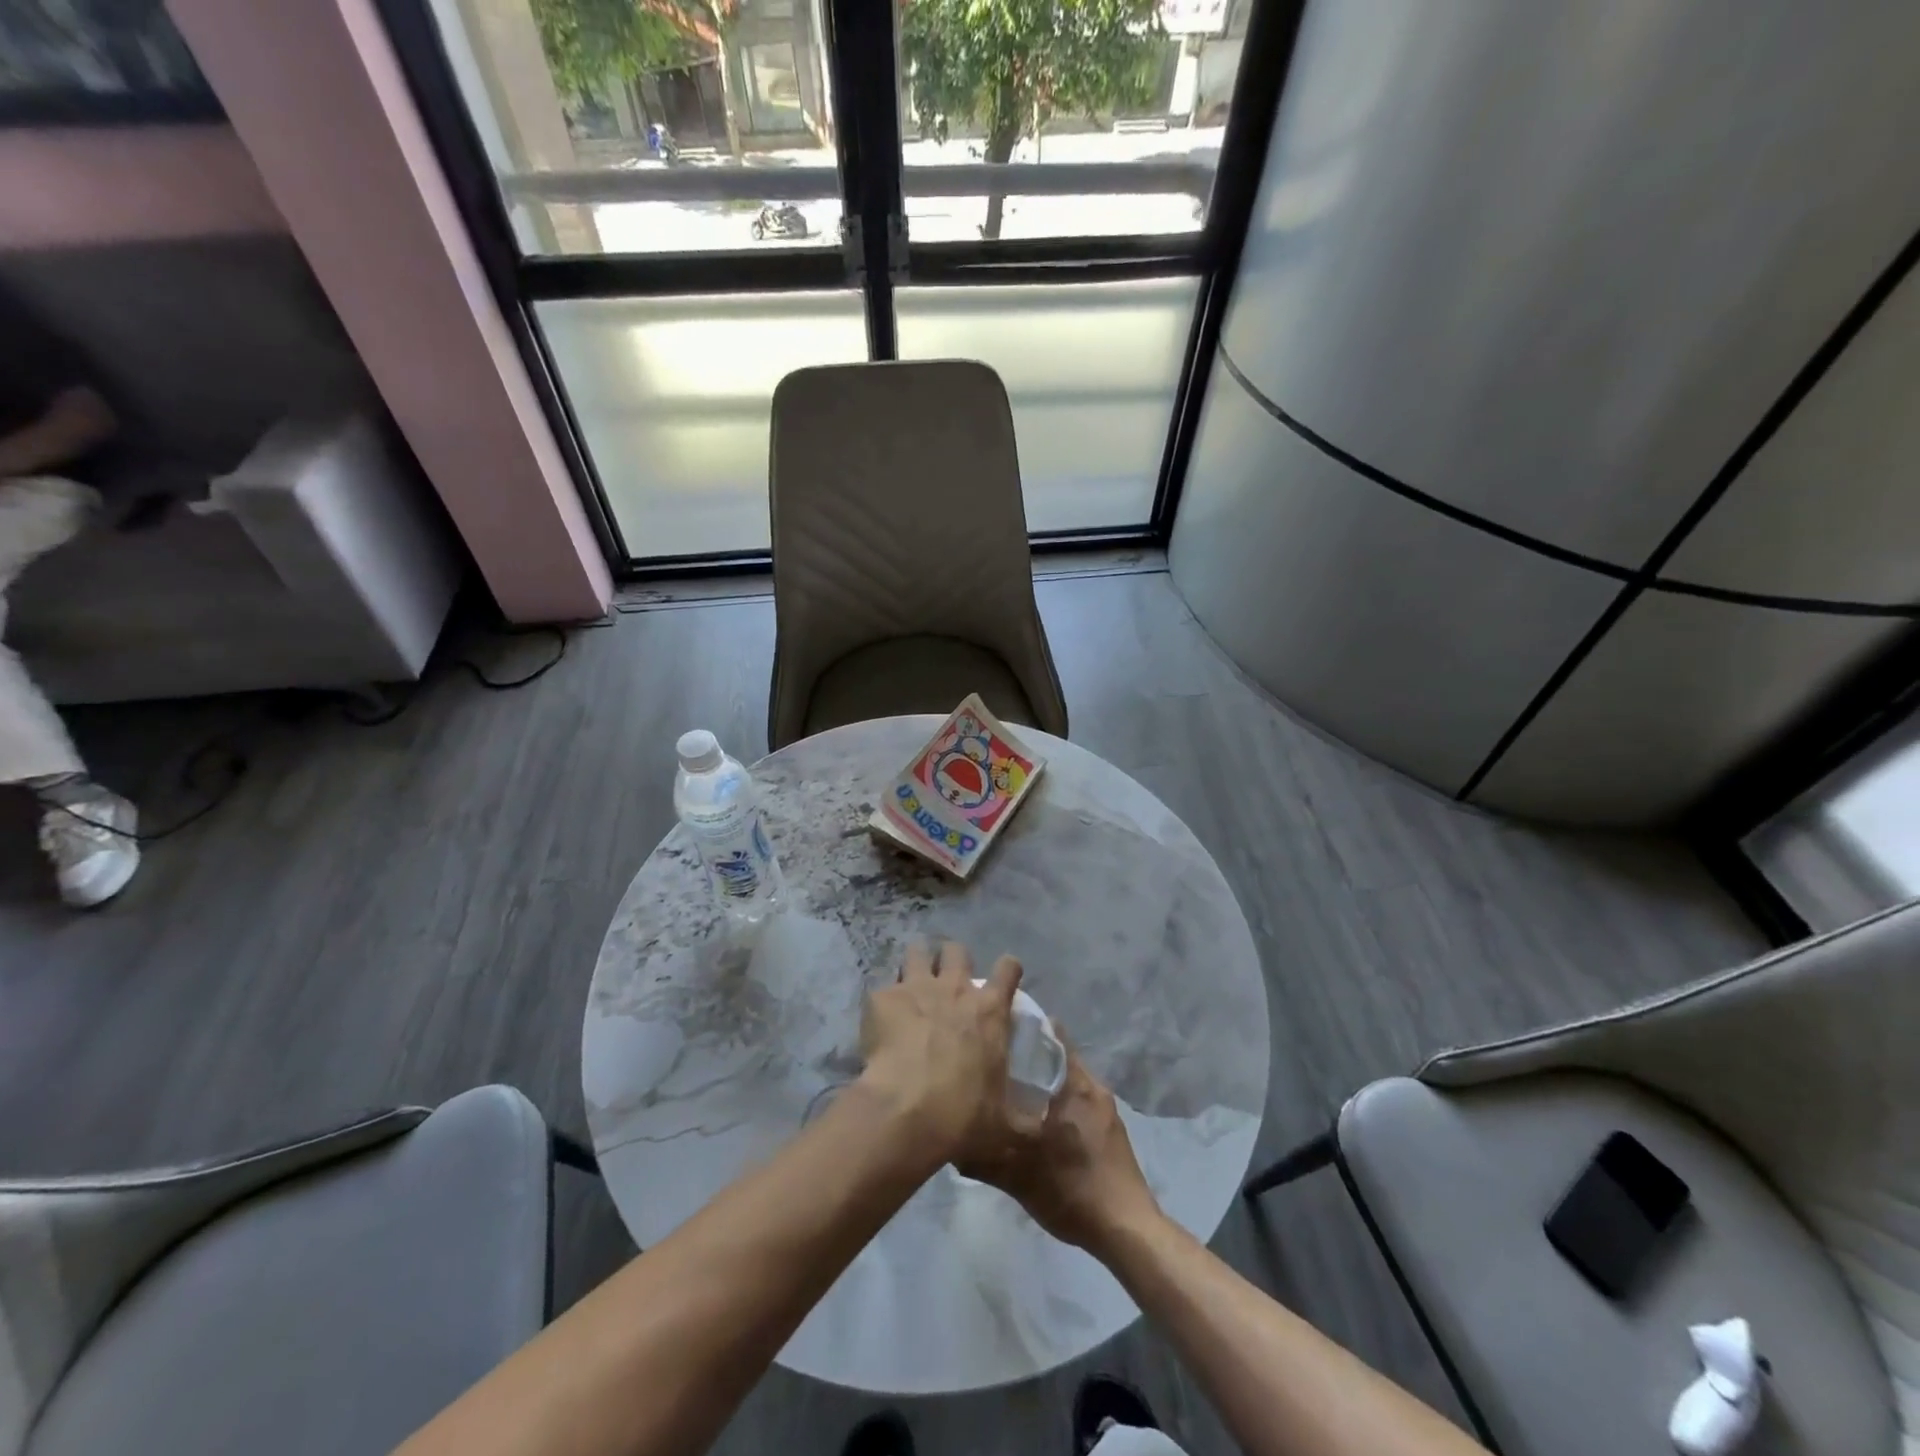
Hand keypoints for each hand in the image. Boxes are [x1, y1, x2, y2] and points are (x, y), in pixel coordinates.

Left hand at [859, 941, 1028, 1167]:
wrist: (905, 1112)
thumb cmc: (962, 1116)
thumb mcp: (1005, 1127)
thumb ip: (1028, 1125)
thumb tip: (1048, 1131)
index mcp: (989, 1010)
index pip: (1008, 968)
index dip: (1008, 970)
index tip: (1004, 980)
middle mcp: (955, 988)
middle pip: (956, 950)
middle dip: (952, 960)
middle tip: (947, 983)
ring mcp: (916, 988)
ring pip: (917, 952)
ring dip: (917, 964)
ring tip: (911, 985)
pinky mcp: (882, 998)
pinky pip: (883, 987)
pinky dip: (883, 1001)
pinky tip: (879, 1020)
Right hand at [967, 1044, 1162, 1258]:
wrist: (1127, 1232)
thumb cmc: (1074, 1190)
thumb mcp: (1019, 1176)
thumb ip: (983, 1158)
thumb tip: (952, 1144)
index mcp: (1077, 1084)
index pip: (1051, 1035)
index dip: (1024, 1027)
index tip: (996, 1029)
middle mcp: (1094, 1088)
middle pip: (1057, 1057)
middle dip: (1028, 1058)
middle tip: (994, 1063)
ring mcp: (1106, 1111)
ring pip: (1067, 1082)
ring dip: (1042, 1083)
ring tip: (1009, 1092)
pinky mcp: (1110, 1132)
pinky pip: (1077, 1103)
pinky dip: (1056, 1103)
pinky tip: (1036, 1123)